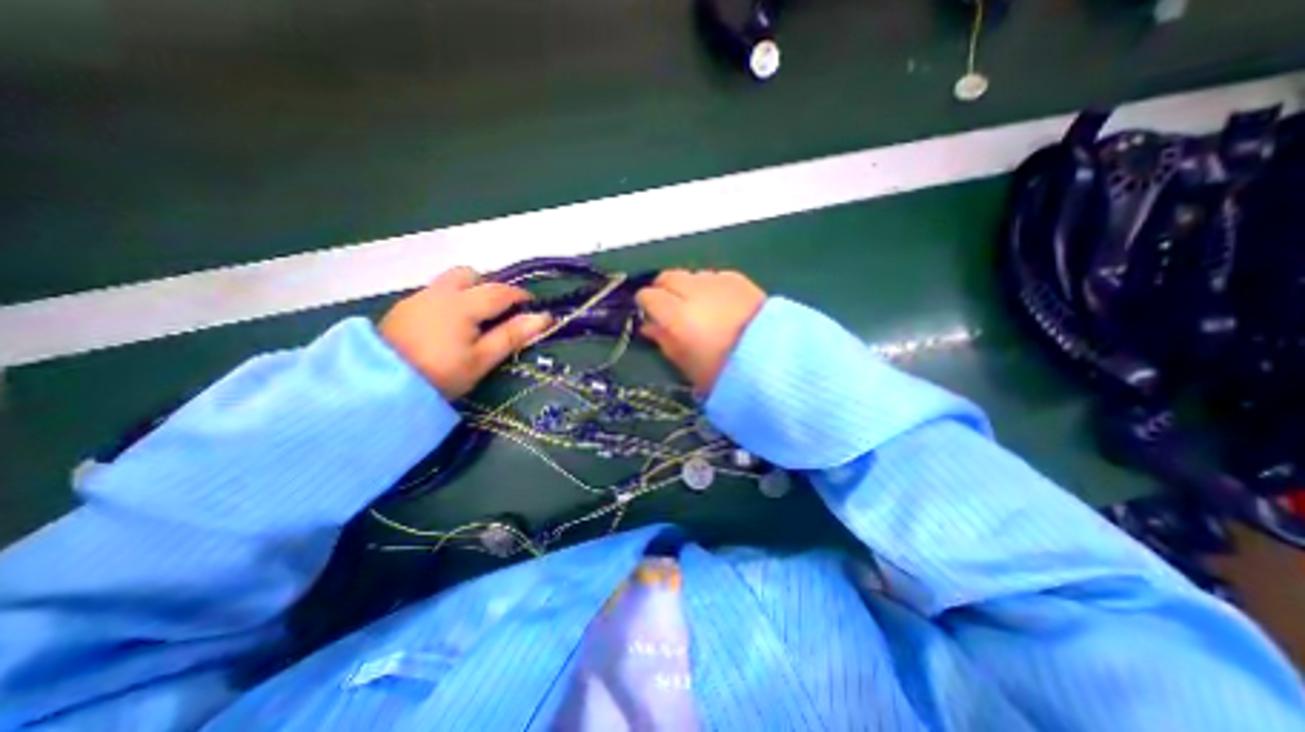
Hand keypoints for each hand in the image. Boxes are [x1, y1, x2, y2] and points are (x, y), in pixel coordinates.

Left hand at [385, 265, 553, 397]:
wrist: (378, 387)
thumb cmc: (441, 374)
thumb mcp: (482, 359)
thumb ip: (512, 336)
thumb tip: (544, 318)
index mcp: (461, 304)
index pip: (499, 291)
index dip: (519, 296)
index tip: (532, 306)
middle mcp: (438, 293)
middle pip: (468, 274)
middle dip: (487, 285)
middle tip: (497, 311)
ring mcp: (416, 299)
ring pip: (448, 283)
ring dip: (466, 292)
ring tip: (473, 321)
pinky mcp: (401, 310)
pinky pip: (433, 295)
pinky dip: (448, 302)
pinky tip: (447, 328)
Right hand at [633, 268, 766, 392]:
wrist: (773, 360)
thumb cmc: (723, 371)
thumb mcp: (686, 364)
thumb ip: (664, 341)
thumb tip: (648, 326)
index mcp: (677, 315)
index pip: (648, 296)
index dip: (644, 303)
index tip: (647, 312)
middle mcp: (693, 291)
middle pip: (667, 277)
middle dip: (663, 288)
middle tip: (668, 306)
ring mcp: (717, 281)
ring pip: (691, 274)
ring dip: (687, 285)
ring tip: (696, 304)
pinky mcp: (738, 279)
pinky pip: (713, 275)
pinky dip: (709, 285)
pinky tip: (718, 301)